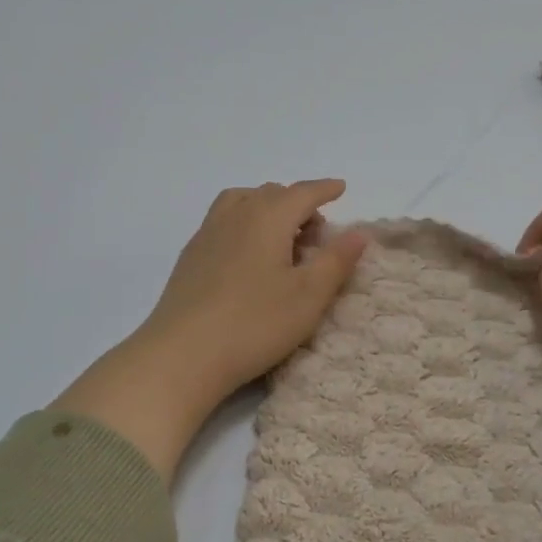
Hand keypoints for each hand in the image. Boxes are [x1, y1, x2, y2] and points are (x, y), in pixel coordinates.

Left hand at [54, 180, 366, 479]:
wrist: (183, 354)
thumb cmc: (255, 323)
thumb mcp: (308, 296)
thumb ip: (336, 260)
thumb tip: (359, 232)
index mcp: (268, 218)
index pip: (302, 193)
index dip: (324, 189)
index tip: (340, 188)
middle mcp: (236, 215)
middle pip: (271, 193)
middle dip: (297, 202)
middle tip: (316, 231)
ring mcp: (207, 234)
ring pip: (241, 202)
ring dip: (266, 208)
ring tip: (281, 236)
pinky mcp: (190, 257)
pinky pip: (223, 221)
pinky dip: (244, 222)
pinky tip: (247, 254)